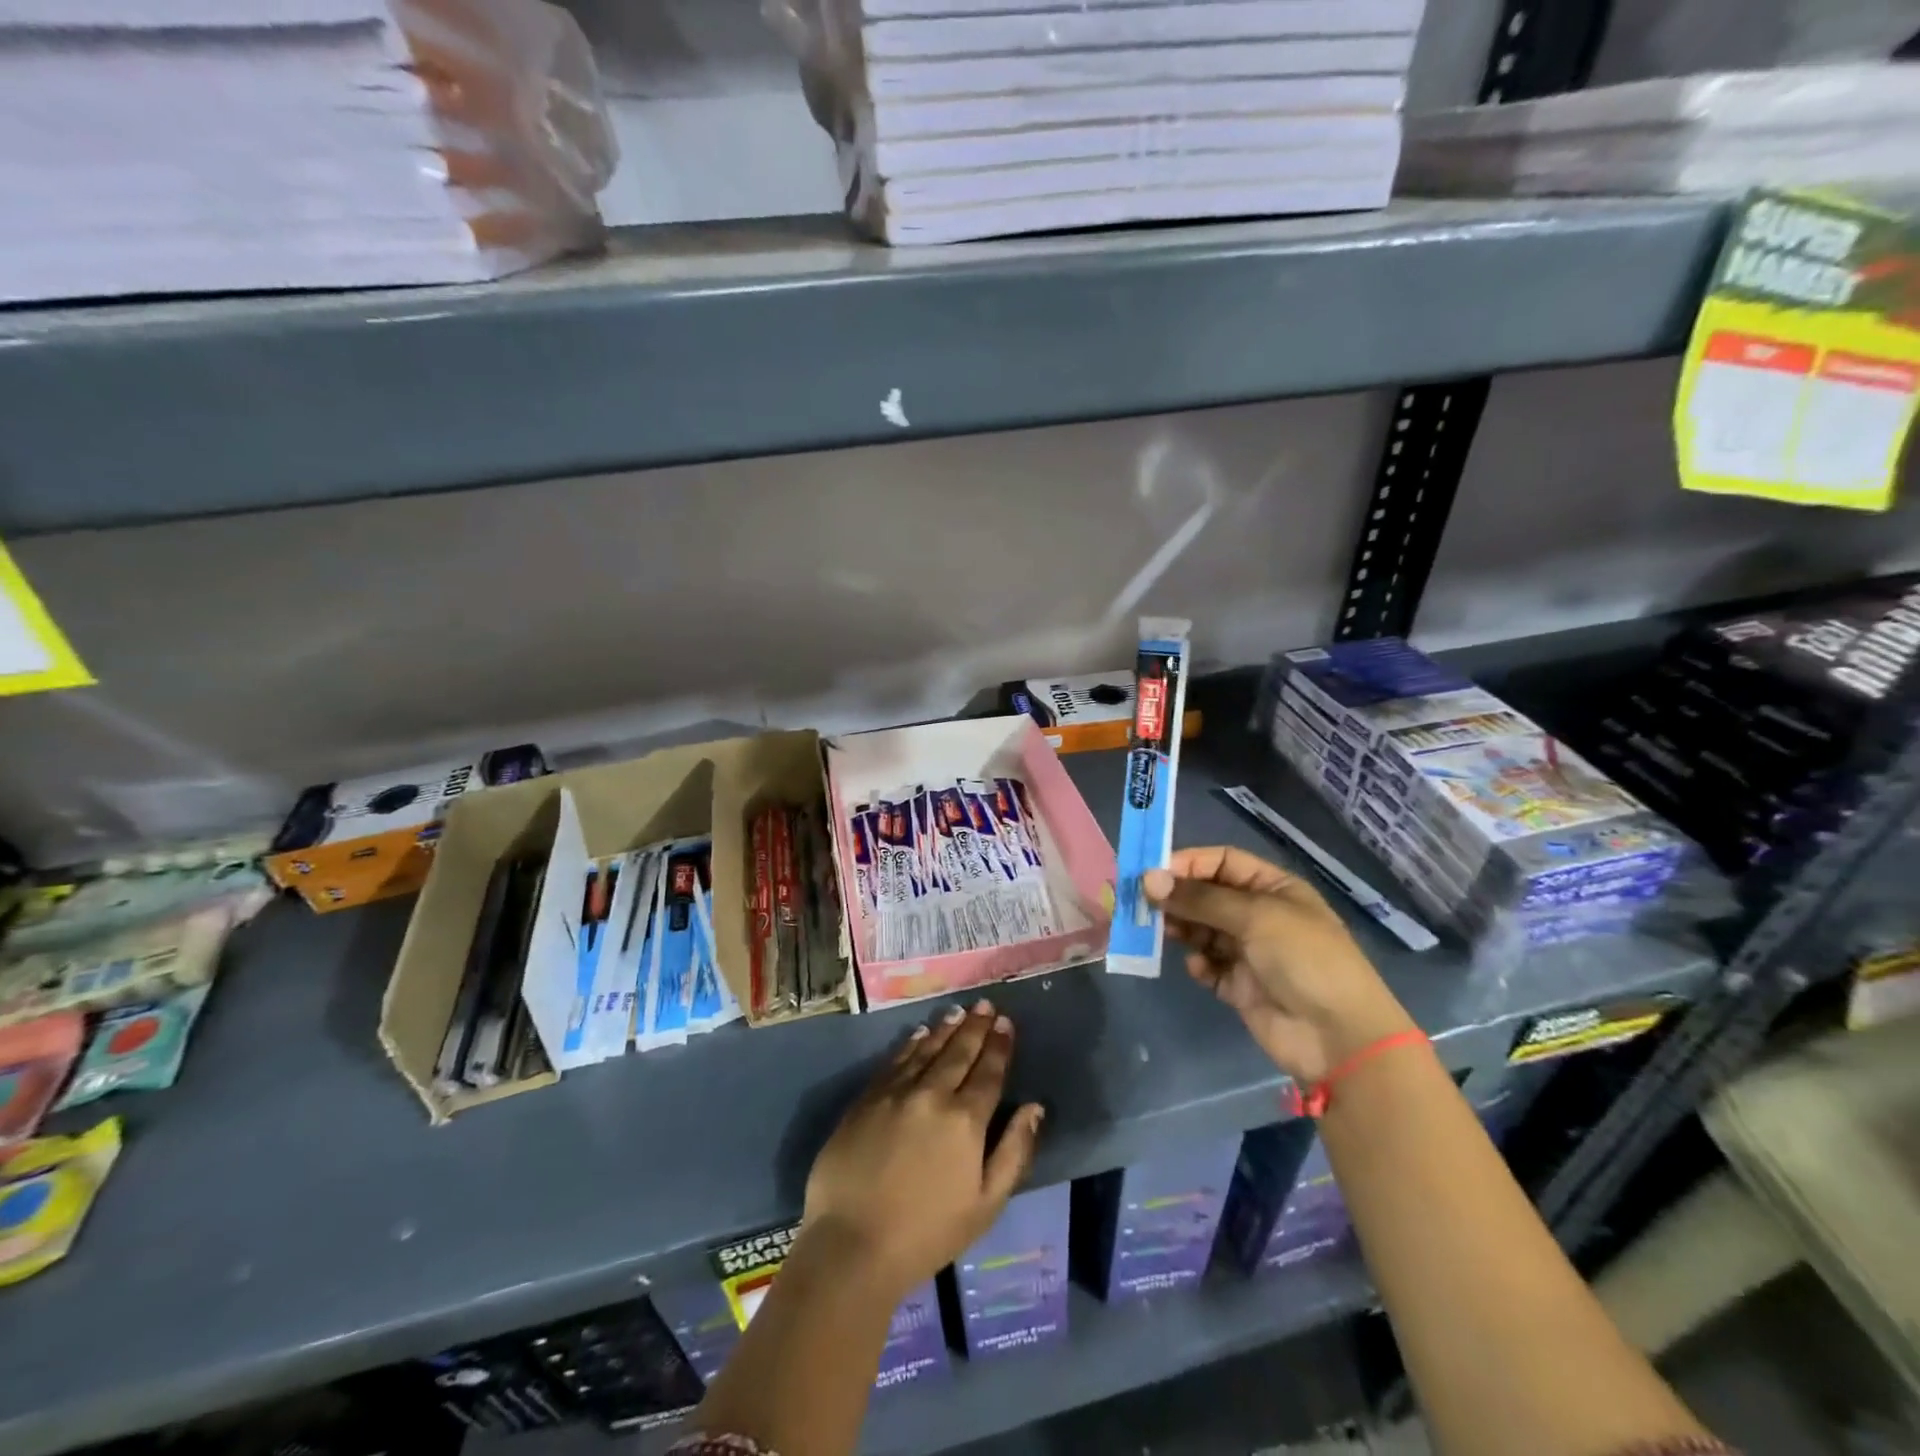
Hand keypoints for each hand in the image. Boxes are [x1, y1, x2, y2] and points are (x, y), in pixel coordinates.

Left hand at [803, 999, 1043, 1297]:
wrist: (853, 1244)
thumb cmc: (927, 1234)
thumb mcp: (985, 1205)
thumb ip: (1014, 1152)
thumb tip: (1035, 1108)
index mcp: (965, 1120)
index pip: (988, 1073)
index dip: (999, 1046)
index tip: (1006, 1023)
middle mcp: (932, 1094)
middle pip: (958, 1053)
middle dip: (975, 1027)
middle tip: (985, 1005)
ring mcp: (895, 1093)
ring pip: (926, 1050)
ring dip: (945, 1029)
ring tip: (958, 1012)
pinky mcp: (866, 1099)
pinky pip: (894, 1061)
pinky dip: (910, 1044)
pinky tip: (918, 1034)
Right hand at [1144, 846, 1414, 1082]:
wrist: (1339, 1037)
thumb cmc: (1304, 959)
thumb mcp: (1255, 916)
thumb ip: (1200, 898)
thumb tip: (1148, 879)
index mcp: (1273, 888)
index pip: (1222, 862)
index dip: (1188, 863)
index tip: (1152, 873)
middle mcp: (1260, 915)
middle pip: (1207, 895)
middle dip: (1177, 897)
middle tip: (1142, 903)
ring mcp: (1250, 952)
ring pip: (1202, 930)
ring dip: (1181, 928)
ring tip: (1160, 932)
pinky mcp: (1240, 986)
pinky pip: (1208, 966)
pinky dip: (1198, 964)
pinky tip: (1198, 967)